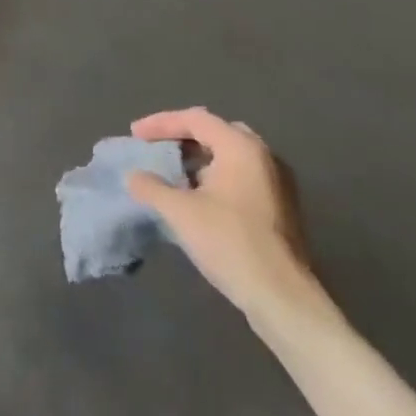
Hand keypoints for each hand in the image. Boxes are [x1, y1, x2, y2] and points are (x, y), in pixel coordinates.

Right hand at [123, 108, 325, 327]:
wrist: (281, 295)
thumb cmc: (229, 242)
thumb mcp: (180, 212)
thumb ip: (152, 187)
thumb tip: (134, 177)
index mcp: (241, 147)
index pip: (195, 119)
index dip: (161, 123)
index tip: (135, 135)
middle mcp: (263, 156)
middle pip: (216, 131)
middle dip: (182, 136)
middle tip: (157, 146)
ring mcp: (276, 181)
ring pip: (230, 155)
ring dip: (199, 158)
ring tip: (172, 172)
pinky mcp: (279, 206)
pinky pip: (241, 175)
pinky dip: (215, 176)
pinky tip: (197, 197)